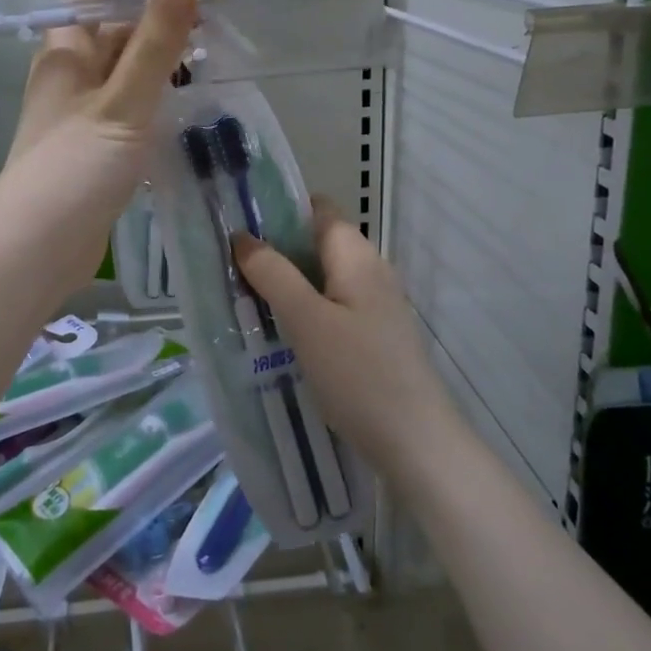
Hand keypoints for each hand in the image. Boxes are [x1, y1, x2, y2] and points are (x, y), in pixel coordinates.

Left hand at [0, 0, 197, 301]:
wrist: (38, 248)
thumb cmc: (77, 166)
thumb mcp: (123, 101)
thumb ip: (153, 45)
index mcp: (64, 56)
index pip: (88, 0)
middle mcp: (67, 81)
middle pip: (109, 38)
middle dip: (153, 28)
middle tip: (208, 27)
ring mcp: (78, 118)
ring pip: (120, 78)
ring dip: (155, 68)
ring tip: (205, 63)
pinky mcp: (91, 152)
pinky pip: (123, 114)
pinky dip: (150, 105)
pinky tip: (180, 111)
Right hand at [232, 202, 452, 473]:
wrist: (416, 442)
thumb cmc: (358, 373)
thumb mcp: (306, 320)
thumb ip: (273, 274)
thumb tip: (243, 236)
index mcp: (357, 256)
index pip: (319, 209)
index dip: (281, 208)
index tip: (241, 224)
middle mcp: (371, 271)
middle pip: (319, 243)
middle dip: (278, 250)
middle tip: (233, 267)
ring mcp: (377, 305)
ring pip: (323, 278)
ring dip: (289, 282)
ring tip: (247, 298)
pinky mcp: (375, 336)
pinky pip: (333, 306)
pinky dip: (306, 309)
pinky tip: (282, 332)